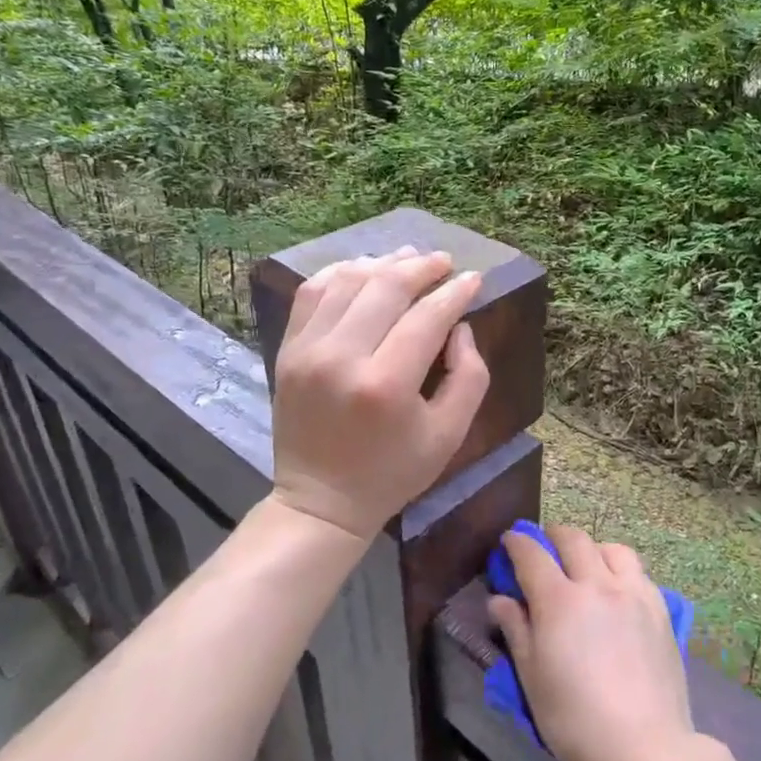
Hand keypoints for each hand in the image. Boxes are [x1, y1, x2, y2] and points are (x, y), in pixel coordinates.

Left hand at [270, 247, 488, 539]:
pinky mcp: (288, 350)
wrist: (321, 500)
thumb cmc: (393, 471)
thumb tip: (459, 326)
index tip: (473, 279)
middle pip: (385, 288)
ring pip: (347, 281)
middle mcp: (341, 358)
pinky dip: (340, 272)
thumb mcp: (449, 435)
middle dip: (421, 268)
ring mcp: (307, 351)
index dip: (454, 293)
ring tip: (408, 259)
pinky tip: (363, 269)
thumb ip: (468, 376)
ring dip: (382, 263)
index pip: (427, 318)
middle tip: (443, 262)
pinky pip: (312, 293)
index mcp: (386, 385)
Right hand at [488, 527, 696, 760]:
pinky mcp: (660, 609)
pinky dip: (620, 568)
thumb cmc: (575, 719)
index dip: (516, 543)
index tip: (509, 541)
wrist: (645, 746)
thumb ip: (516, 630)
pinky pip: (638, 572)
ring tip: (585, 565)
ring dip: (591, 548)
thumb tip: (499, 600)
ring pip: (611, 548)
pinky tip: (617, 589)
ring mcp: (633, 593)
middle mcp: (597, 584)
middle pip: (573, 539)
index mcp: (559, 600)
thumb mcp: (532, 678)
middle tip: (543, 548)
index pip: (532, 555)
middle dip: (552, 536)